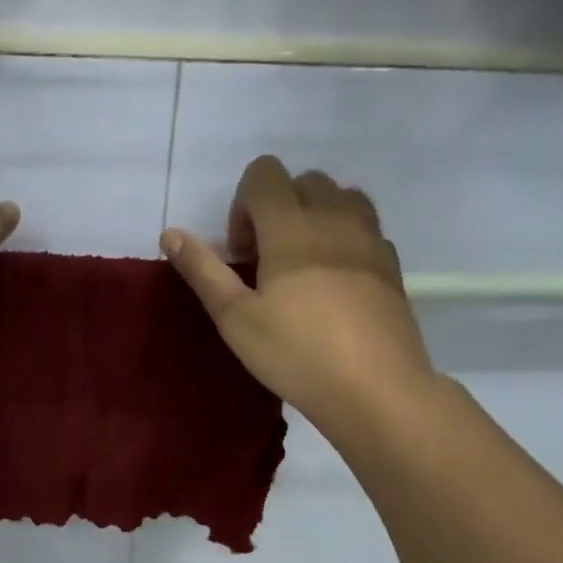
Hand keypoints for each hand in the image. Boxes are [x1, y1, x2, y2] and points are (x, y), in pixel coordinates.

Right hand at [161, 155, 434, 421]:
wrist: (374, 388)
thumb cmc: (295, 354)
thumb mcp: (235, 318)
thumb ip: (203, 271)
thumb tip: (170, 233)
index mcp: (291, 226)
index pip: (264, 173)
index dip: (242, 206)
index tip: (241, 254)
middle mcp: (335, 217)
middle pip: (303, 181)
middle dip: (277, 209)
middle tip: (265, 264)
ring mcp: (370, 238)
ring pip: (340, 197)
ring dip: (314, 217)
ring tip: (300, 268)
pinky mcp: (391, 263)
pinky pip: (364, 228)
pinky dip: (343, 239)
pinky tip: (333, 287)